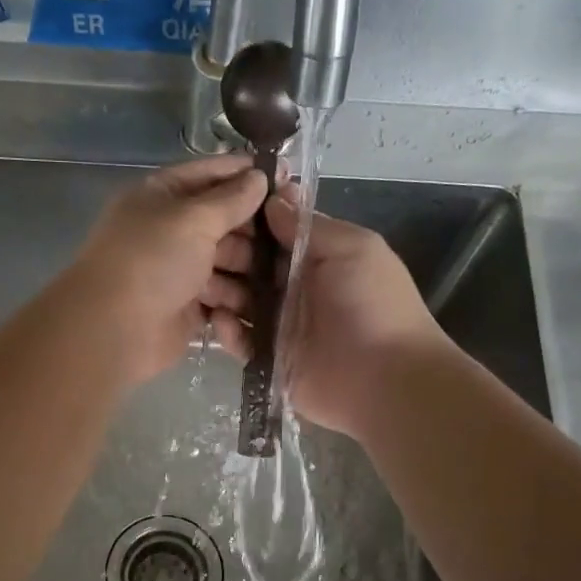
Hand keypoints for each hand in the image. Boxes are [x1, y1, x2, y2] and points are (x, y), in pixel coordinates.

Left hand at [71, 156, 267, 384]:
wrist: (114, 329)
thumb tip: (260, 176)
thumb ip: (230, 198)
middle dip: (255, 231)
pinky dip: (239, 301)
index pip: (210, 175)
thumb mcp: (193, 218)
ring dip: (251, 270)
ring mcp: (180, 271)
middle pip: (224, 222)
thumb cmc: (151, 261)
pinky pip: (223, 298)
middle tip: (293, 238)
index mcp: (162, 196)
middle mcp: (171, 231)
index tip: (286, 177)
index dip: (246, 174)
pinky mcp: (189, 308)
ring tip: (282, 277)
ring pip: (228, 263)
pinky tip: (265, 304)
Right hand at [213, 194, 447, 438]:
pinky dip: (227, 331)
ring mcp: (280, 324)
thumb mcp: (353, 248)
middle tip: (194, 249)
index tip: (218, 207)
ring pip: (239, 301)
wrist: (386, 379)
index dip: (248, 220)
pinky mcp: (270, 358)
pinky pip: (240, 340)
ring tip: (196, 282)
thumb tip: (272, 201)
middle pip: (249, 264)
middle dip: (224, 253)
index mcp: (316, 257)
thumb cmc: (374, 304)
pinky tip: (219, 321)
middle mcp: (294, 287)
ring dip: (218, 290)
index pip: (273, 231)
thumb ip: (309, 227)